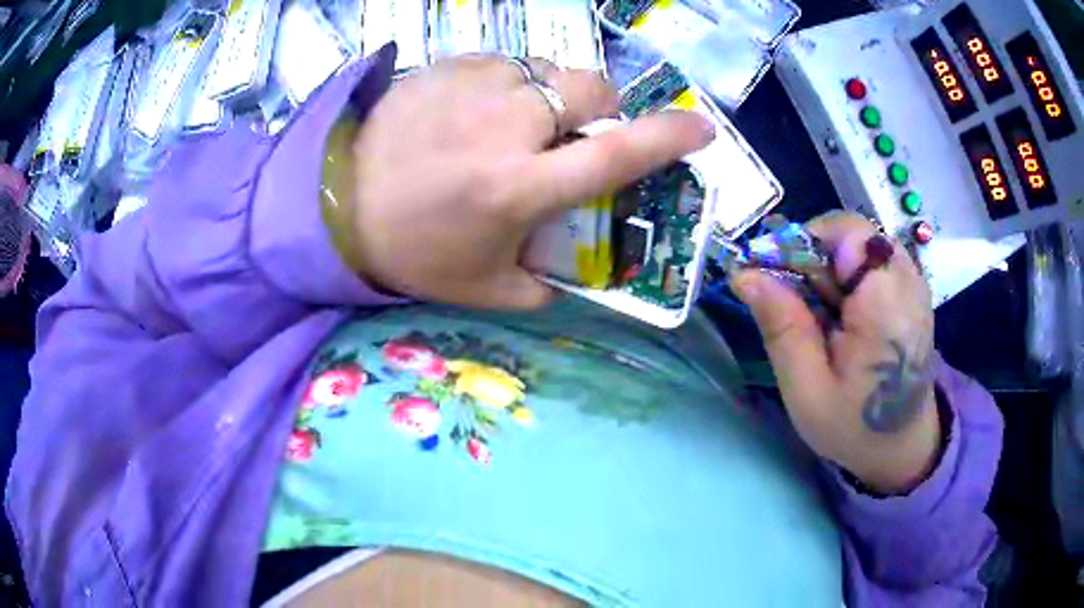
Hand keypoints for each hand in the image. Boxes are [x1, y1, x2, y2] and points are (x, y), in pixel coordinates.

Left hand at [331, 55, 714, 308]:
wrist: (333, 203)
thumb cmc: (410, 251)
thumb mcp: (484, 288)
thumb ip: (544, 285)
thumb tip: (577, 272)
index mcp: (519, 187)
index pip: (615, 154)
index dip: (668, 139)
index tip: (702, 129)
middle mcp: (505, 126)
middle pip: (590, 89)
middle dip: (602, 108)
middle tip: (579, 133)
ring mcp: (472, 85)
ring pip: (546, 71)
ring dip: (551, 96)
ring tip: (518, 125)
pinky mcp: (445, 66)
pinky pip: (503, 65)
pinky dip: (509, 86)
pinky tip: (478, 112)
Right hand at [732, 212, 940, 494]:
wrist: (900, 444)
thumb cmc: (853, 426)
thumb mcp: (806, 390)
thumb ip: (781, 327)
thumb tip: (745, 274)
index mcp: (885, 305)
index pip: (846, 232)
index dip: (806, 244)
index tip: (780, 282)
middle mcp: (908, 281)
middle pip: (850, 236)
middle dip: (815, 265)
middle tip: (803, 314)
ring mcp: (914, 282)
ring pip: (857, 246)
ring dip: (830, 273)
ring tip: (824, 320)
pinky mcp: (911, 288)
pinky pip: (870, 260)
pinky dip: (847, 280)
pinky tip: (843, 317)